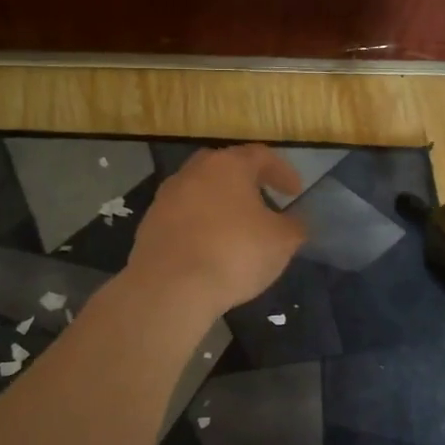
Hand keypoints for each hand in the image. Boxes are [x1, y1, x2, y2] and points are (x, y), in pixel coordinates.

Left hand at [125, 145, 306, 318]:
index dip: (282, 172)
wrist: (170, 287)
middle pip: (224, 167)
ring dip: (219, 204)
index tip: (295, 192)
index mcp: (229, 166)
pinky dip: (199, 226)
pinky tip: (209, 248)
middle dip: (245, 181)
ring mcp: (166, 198)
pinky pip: (183, 217)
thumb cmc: (235, 253)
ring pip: (200, 191)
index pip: (261, 156)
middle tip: (262, 200)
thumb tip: (295, 221)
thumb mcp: (282, 242)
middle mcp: (194, 172)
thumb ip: (294, 226)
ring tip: (236, 227)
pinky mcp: (149, 225)